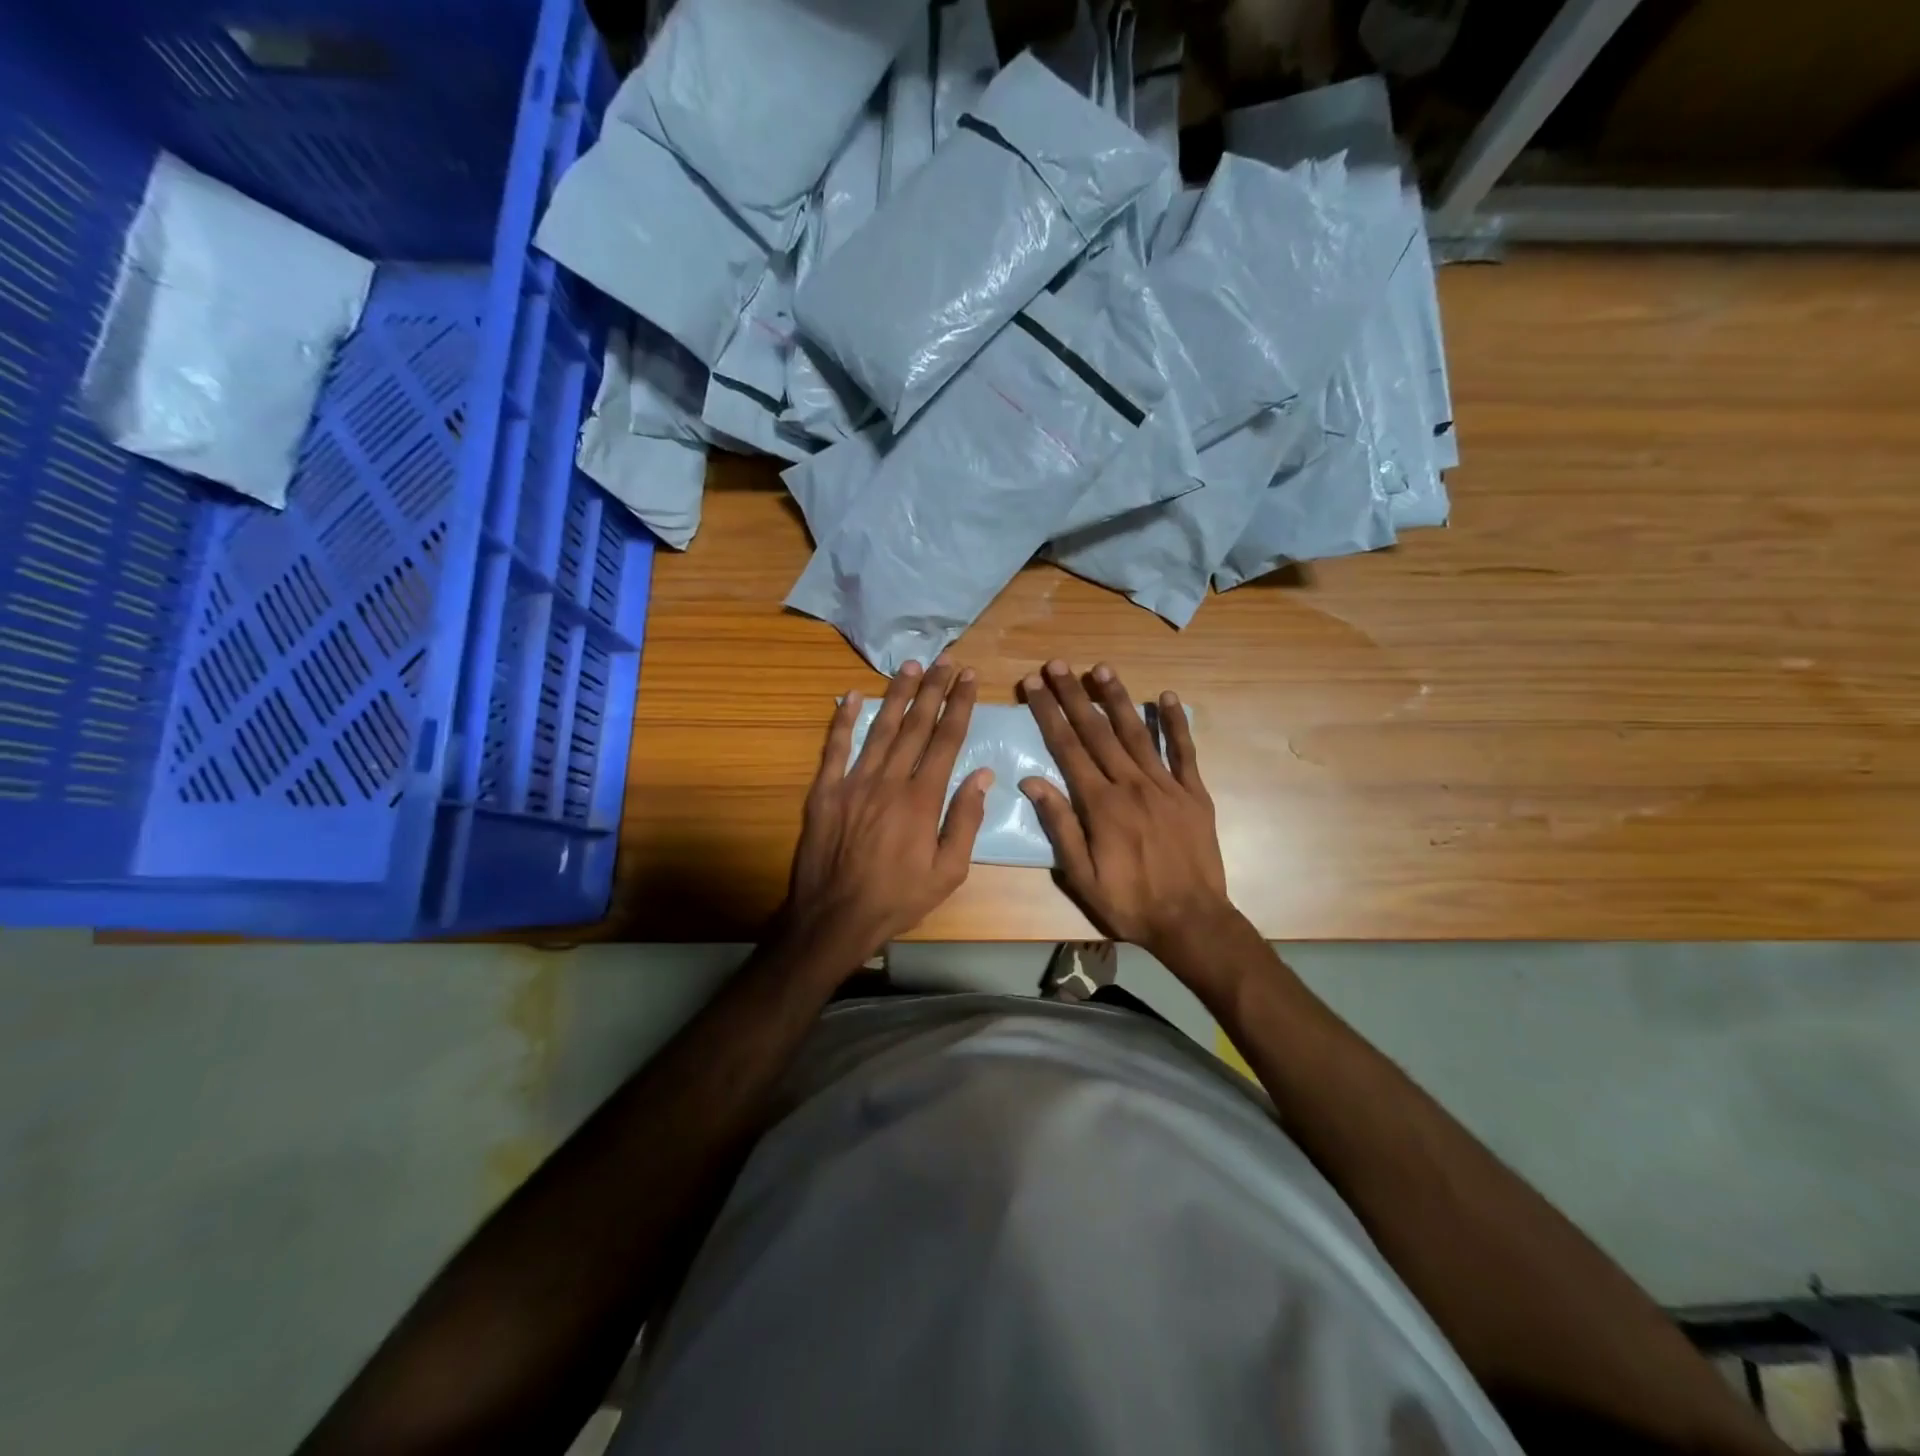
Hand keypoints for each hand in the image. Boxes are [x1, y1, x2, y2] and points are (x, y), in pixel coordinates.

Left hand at [780, 659, 991, 970]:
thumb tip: (983, 775)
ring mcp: (853, 782)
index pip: (946, 740)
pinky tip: (850, 695)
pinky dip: (842, 719)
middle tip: (944, 659)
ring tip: (910, 666)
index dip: (958, 706)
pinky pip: (835, 747)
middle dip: (932, 689)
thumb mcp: (948, 872)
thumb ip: (965, 820)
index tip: (967, 678)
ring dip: (896, 694)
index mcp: (922, 799)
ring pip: (880, 728)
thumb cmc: (898, 899)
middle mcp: (889, 780)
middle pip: (915, 725)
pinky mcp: (824, 791)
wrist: (834, 917)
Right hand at [1019, 660, 1240, 964]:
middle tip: (1057, 665)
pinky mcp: (1194, 794)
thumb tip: (1031, 781)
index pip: (1068, 748)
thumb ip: (1059, 825)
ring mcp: (1166, 786)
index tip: (1034, 685)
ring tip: (1100, 668)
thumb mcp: (1081, 875)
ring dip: (1117, 698)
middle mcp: (1132, 785)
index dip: (1048, 713)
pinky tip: (1166, 697)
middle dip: (1074, 695)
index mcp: (1101, 805)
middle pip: (1097, 732)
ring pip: (1137, 733)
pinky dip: (1175, 723)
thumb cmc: (1129, 902)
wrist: (1192, 921)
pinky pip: (1184, 751)